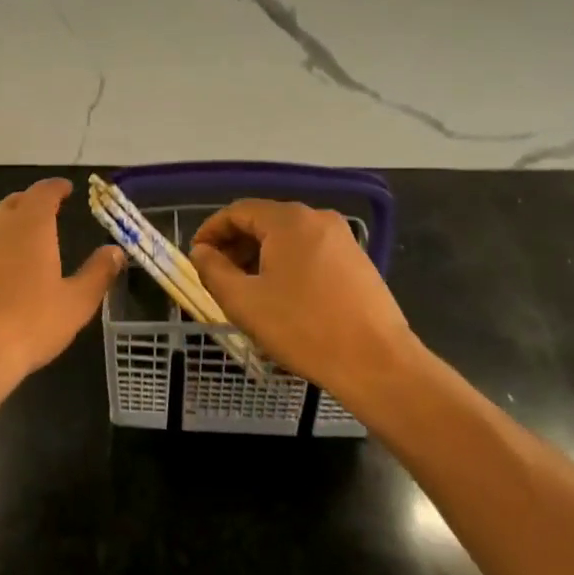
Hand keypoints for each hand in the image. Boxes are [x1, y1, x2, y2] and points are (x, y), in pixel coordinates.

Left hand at [0, 178, 123, 396]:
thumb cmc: (28, 325)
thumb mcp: (76, 303)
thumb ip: (98, 273)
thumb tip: (115, 251)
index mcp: (30, 225)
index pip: (43, 192)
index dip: (56, 188)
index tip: (66, 189)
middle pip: (14, 202)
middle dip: (32, 202)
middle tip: (48, 212)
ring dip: (9, 223)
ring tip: (23, 239)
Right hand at [191, 200, 423, 400]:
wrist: (377, 363)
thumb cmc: (303, 328)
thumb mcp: (245, 302)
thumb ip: (213, 270)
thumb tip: (202, 252)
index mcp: (288, 220)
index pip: (238, 211)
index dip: (211, 231)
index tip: (196, 256)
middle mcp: (316, 218)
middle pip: (264, 221)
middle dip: (235, 245)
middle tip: (217, 275)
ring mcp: (342, 238)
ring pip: (288, 238)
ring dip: (260, 256)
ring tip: (246, 289)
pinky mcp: (357, 260)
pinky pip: (310, 251)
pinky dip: (287, 264)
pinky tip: (281, 295)